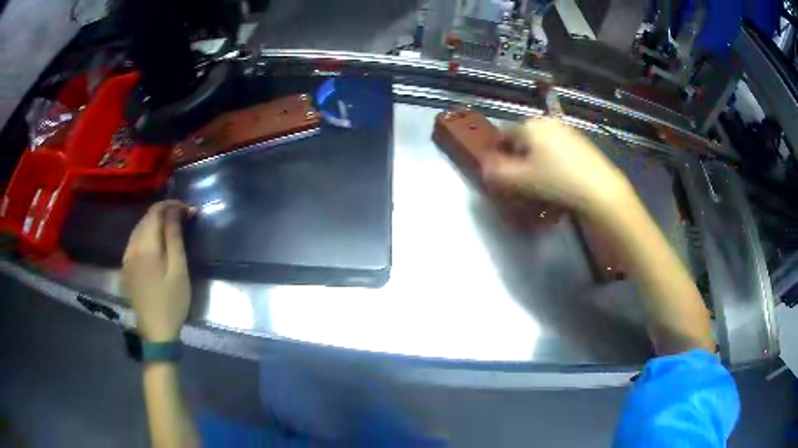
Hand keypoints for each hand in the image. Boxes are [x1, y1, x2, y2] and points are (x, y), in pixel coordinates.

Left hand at [123, 201, 194, 341]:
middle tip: (184, 218)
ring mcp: (126, 257)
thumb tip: (176, 210)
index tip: (188, 210)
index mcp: (145, 246)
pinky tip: (156, 243)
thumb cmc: (172, 302)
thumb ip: (174, 237)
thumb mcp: (178, 269)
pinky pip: (134, 241)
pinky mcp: (126, 267)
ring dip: (155, 223)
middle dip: (164, 212)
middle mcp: (131, 247)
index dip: (172, 205)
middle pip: (146, 218)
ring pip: (139, 228)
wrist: (155, 332)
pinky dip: (147, 235)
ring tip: (172, 228)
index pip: (155, 211)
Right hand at [482, 118, 633, 215]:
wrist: (600, 191)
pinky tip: (558, 187)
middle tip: (520, 185)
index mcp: (531, 125)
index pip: (504, 136)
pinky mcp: (582, 146)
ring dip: (536, 167)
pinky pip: (559, 155)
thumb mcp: (521, 180)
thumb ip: (497, 173)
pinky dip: (553, 168)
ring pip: (543, 150)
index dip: (498, 155)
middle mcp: (549, 123)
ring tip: (539, 190)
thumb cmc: (557, 181)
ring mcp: (568, 133)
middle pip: (525, 142)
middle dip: (519, 163)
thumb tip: (484, 168)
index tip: (500, 176)